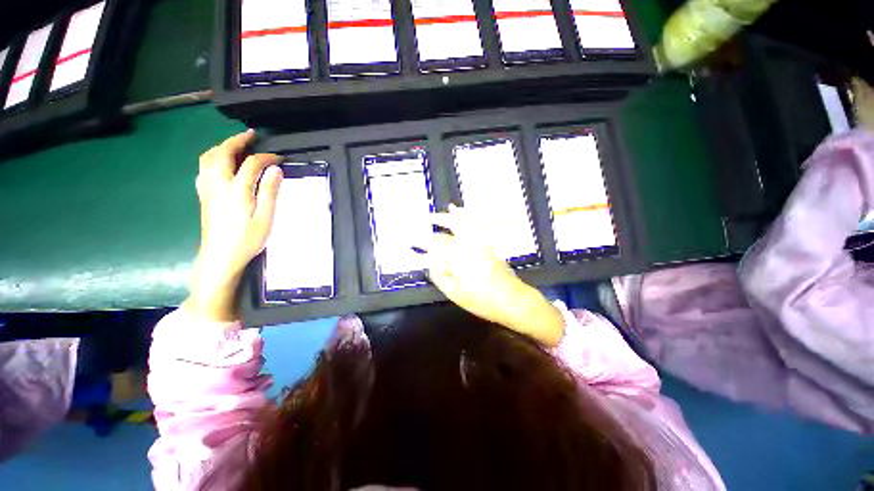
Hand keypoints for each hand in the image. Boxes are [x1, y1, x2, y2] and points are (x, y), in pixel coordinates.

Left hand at [183, 130, 282, 322]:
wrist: (220, 257)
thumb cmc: (247, 240)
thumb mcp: (266, 218)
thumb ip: (270, 192)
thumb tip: (276, 170)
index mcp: (237, 190)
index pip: (251, 164)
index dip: (267, 157)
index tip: (280, 158)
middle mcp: (218, 185)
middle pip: (223, 153)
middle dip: (237, 141)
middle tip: (251, 135)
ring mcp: (207, 190)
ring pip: (208, 159)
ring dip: (221, 146)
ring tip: (234, 145)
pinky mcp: (203, 196)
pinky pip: (203, 169)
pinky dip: (211, 159)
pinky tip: (219, 163)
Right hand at [419, 205, 564, 345]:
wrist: (512, 299)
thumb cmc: (482, 301)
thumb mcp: (455, 294)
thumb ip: (439, 276)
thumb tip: (429, 263)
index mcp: (457, 259)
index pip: (434, 248)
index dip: (420, 245)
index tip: (409, 243)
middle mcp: (466, 245)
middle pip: (444, 232)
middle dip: (428, 229)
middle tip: (417, 225)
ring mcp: (478, 241)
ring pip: (458, 222)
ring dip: (444, 217)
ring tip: (432, 216)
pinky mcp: (486, 241)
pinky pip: (472, 222)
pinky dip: (462, 214)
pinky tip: (456, 210)